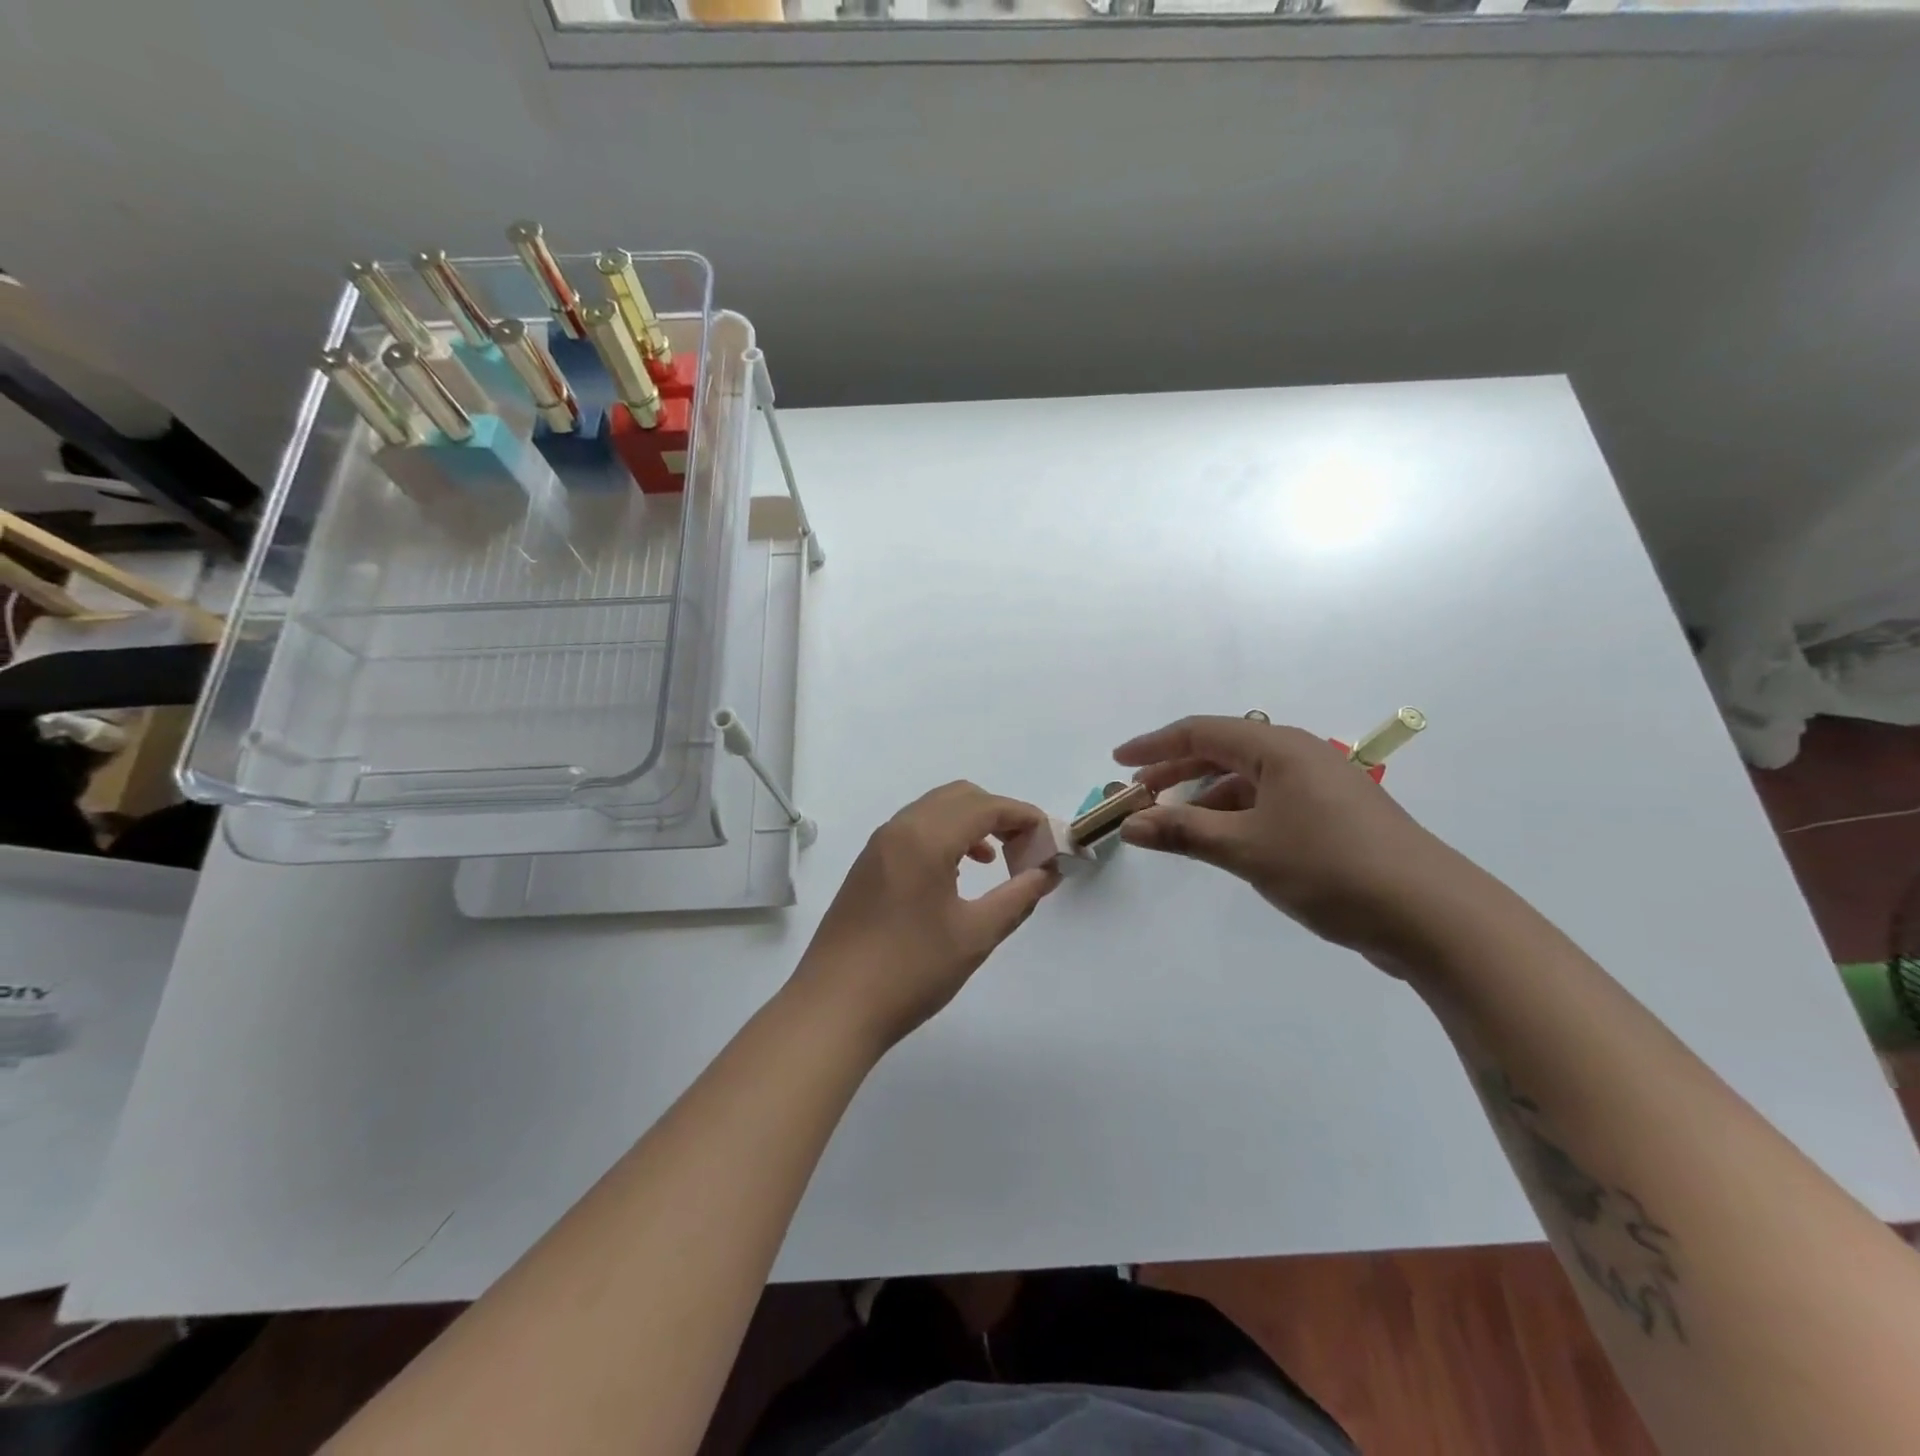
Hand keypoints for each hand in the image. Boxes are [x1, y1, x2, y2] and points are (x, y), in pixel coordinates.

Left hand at [791, 782, 1058, 1051]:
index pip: (985, 806)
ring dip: (970, 824)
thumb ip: (1017, 898)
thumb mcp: (975, 935)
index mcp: (925, 838)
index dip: (1023, 816)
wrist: (834, 1007)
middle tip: (1024, 849)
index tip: (1049, 839)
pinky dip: (944, 837)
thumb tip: (1046, 873)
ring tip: (996, 862)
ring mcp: (878, 846)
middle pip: (959, 797)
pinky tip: (956, 875)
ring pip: (933, 811)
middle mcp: (899, 829)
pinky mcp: (867, 866)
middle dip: (998, 814)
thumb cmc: (910, 970)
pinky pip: (914, 831)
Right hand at [1113, 715, 1470, 962]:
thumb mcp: (1245, 848)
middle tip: (1138, 793)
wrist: (1431, 915)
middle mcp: (1300, 755)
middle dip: (1176, 770)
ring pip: (1247, 779)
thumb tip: (1130, 823)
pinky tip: (1221, 840)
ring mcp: (1321, 786)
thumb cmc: (1330, 867)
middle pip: (1223, 751)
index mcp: (1279, 748)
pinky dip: (1235, 814)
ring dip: (1205, 797)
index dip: (1154, 744)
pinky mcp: (1334, 816)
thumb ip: (1182, 832)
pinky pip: (1269, 801)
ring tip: (1171, 823)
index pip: (1202, 732)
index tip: (1118, 760)